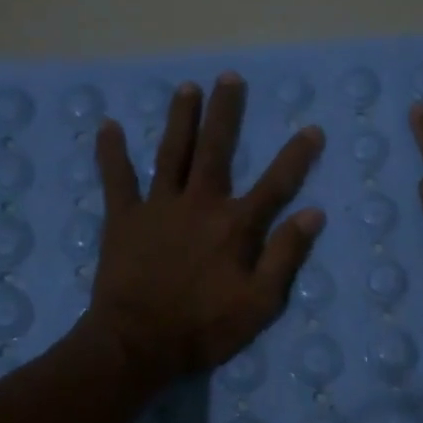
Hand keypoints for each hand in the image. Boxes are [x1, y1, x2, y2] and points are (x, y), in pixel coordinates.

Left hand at [86, 71, 325, 387]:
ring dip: (181, 119)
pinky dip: (112, 153)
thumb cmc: (203, 328)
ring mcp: (158, 207)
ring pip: (172, 153)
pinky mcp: (123, 218)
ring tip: (186, 88)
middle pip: (216, 149)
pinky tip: (109, 126)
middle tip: (229, 78)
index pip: (276, 184)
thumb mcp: (259, 303)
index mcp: (235, 226)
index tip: (312, 128)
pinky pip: (117, 178)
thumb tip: (313, 213)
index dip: (296, 156)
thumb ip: (285, 256)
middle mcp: (200, 204)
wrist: (138, 344)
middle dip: (225, 112)